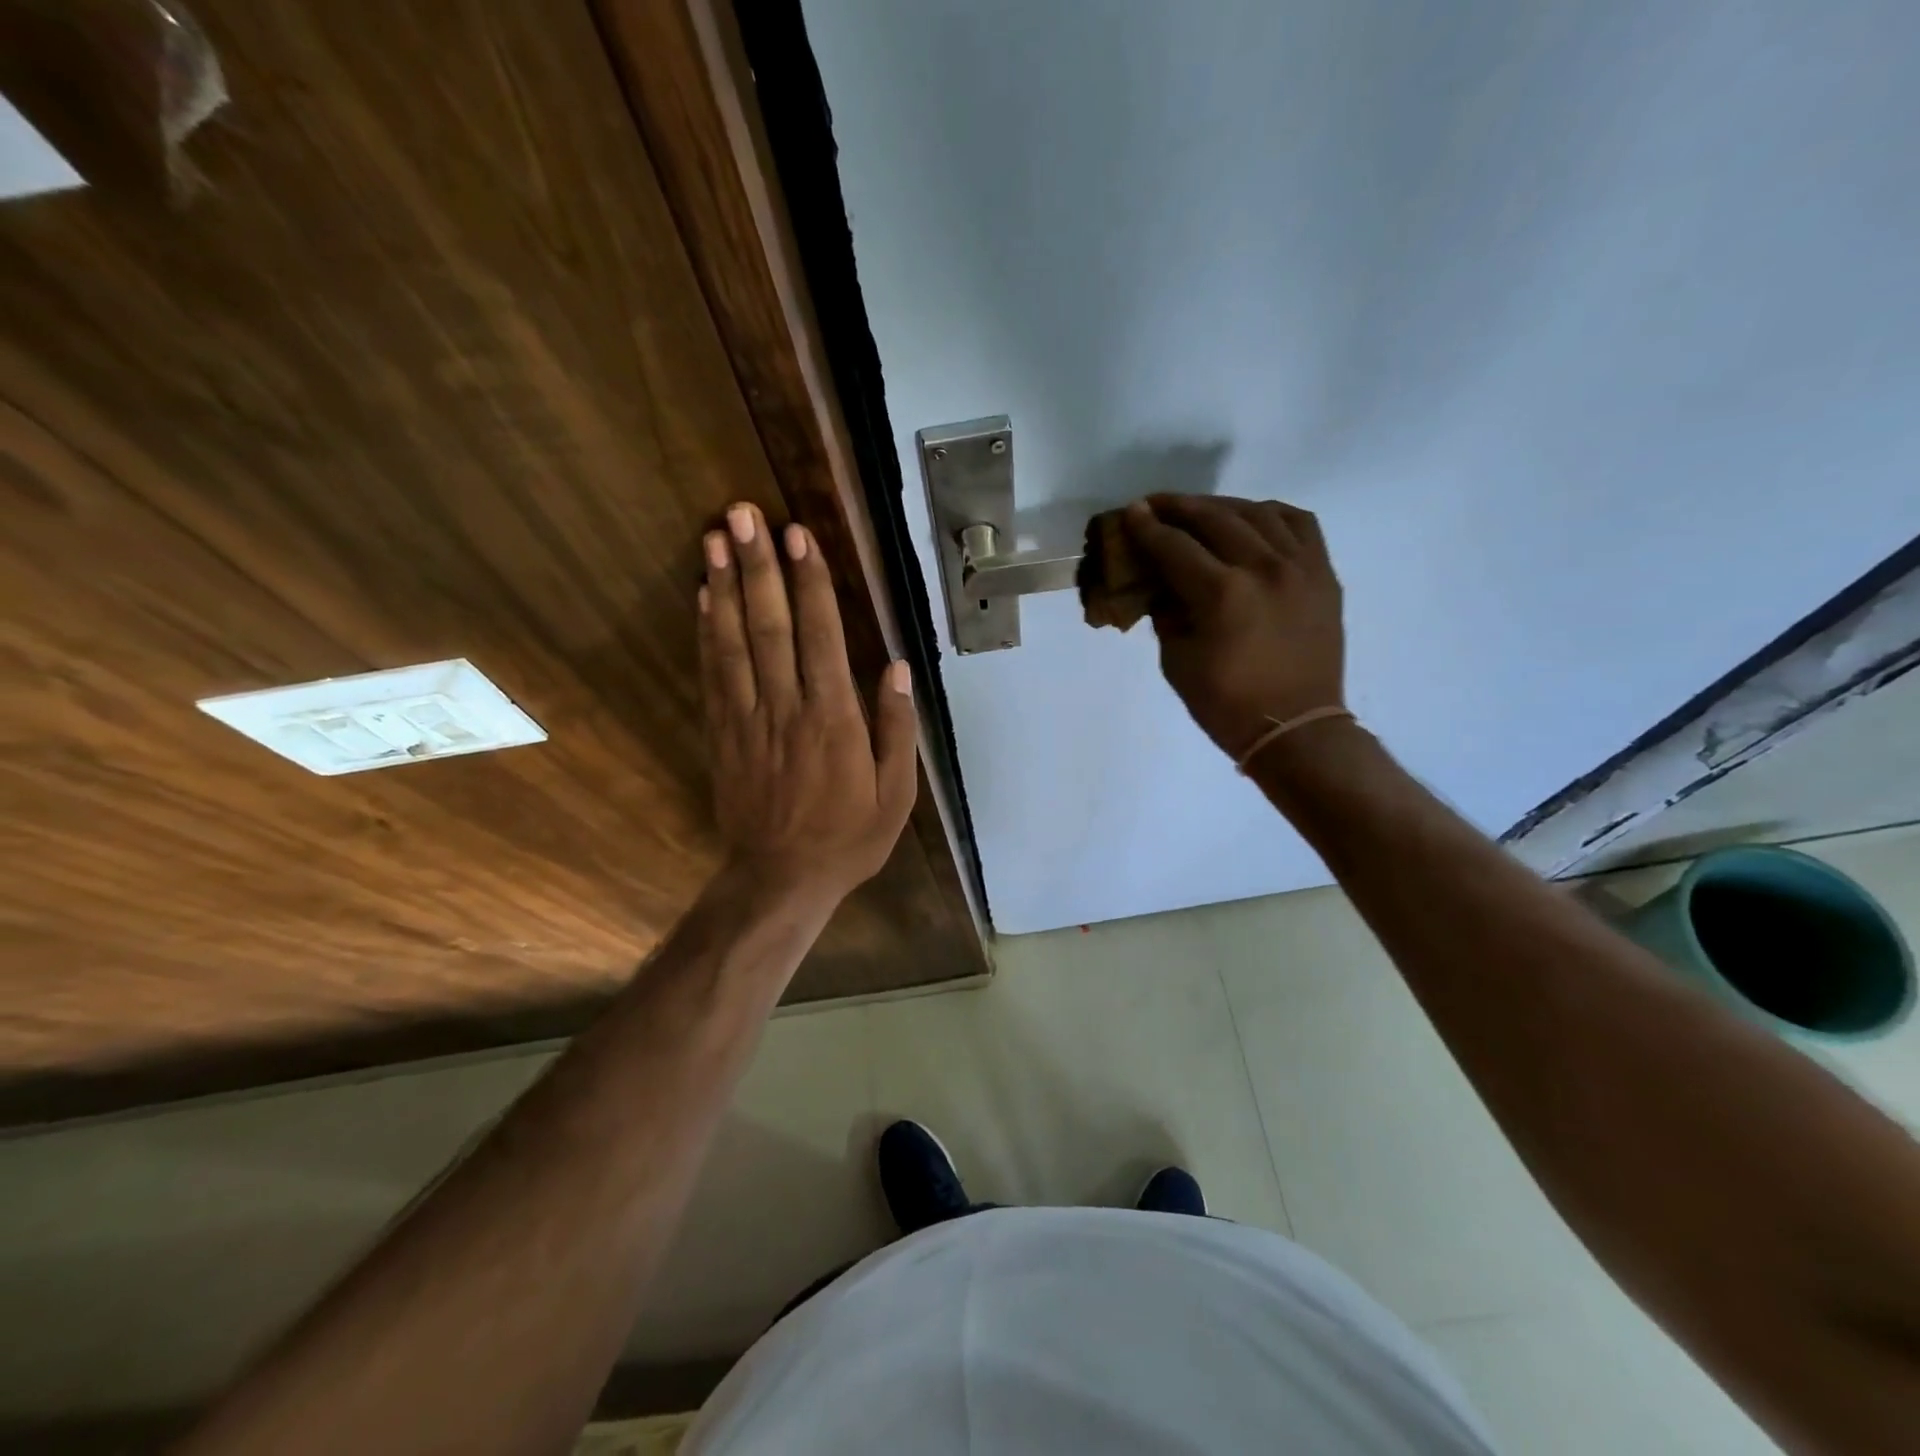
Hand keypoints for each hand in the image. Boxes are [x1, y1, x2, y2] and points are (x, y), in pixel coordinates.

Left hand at [699, 502, 917, 904]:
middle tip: (743, 514)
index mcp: (834, 720)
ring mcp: (747, 719)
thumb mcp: (895, 794)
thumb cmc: (848, 837)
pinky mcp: (722, 734)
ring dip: (724, 587)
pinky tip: (702, 597)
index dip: (810, 583)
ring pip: (733, 643)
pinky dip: (706, 632)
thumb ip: (895, 728)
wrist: (780, 879)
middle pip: (770, 627)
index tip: (798, 536)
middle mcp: (786, 709)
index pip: (821, 637)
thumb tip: (893, 666)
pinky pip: (712, 674)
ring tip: (714, 538)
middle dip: (759, 566)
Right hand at [1123, 495, 1345, 760]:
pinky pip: (1299, 524)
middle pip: (1215, 518)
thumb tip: (1162, 584)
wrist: (1295, 728)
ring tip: (1200, 510)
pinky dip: (1271, 514)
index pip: (1175, 547)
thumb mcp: (1177, 661)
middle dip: (1179, 507)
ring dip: (1222, 505)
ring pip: (1258, 513)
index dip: (1147, 528)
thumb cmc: (1226, 704)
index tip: (1131, 512)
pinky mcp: (1323, 574)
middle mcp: (1264, 568)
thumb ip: (1167, 613)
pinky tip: (1253, 518)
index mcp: (1222, 594)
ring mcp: (1301, 567)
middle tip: (1155, 504)